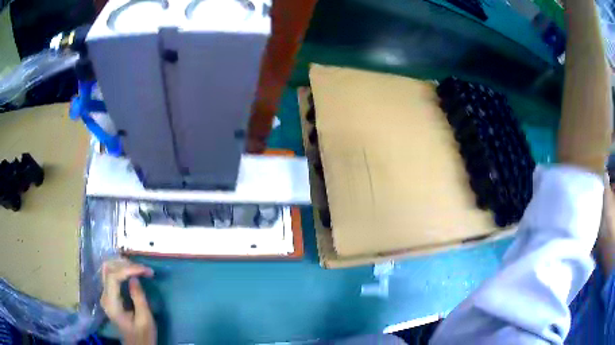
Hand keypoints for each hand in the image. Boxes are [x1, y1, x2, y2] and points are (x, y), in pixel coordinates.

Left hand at [100, 259, 155, 344]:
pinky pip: (111, 275)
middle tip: (143, 270)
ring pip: (108, 268)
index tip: (145, 270)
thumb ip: (138, 298)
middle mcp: (104, 295)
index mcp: (111, 303)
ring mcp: (105, 294)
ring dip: (123, 265)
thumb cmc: (143, 335)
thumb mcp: (145, 319)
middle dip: (126, 265)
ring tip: (139, 269)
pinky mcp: (109, 294)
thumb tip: (135, 278)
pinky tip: (132, 272)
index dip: (128, 269)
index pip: (113, 276)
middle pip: (108, 269)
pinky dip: (121, 270)